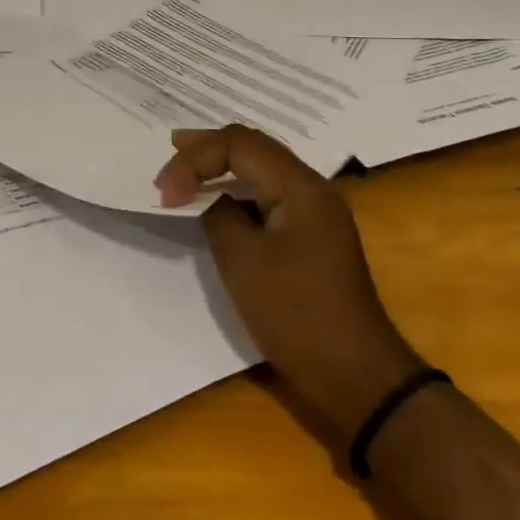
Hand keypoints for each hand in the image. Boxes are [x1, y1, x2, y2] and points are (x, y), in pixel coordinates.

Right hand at [156, 124, 421, 448]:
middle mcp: (312, 188)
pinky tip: (219, 198)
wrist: (355, 375)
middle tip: (170, 147)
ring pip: (262, 167)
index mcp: (300, 186)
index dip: (195, 158)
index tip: (165, 192)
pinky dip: (239, 188)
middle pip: (254, 146)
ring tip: (187, 166)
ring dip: (223, 165)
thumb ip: (219, 215)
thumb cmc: (296, 314)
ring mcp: (316, 211)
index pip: (239, 144)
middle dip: (209, 148)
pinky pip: (270, 193)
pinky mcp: (312, 234)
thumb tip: (211, 199)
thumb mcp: (243, 261)